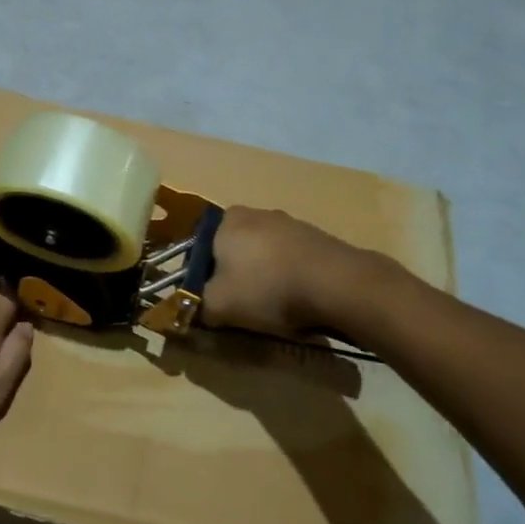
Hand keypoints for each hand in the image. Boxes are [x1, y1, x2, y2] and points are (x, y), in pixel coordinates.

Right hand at [201, 206, 389, 341]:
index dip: (202, 277)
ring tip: (273, 308)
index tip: (212, 301)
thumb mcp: (219, 306)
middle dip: (234, 277)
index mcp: (226, 220)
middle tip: (240, 308)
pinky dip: (289, 278)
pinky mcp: (316, 237)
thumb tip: (187, 310)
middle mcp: (255, 213)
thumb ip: (195, 306)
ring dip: (263, 278)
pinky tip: (298, 300)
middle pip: (233, 250)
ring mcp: (289, 222)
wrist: (337, 284)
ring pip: (263, 255)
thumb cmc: (267, 288)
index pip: (200, 248)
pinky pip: (291, 260)